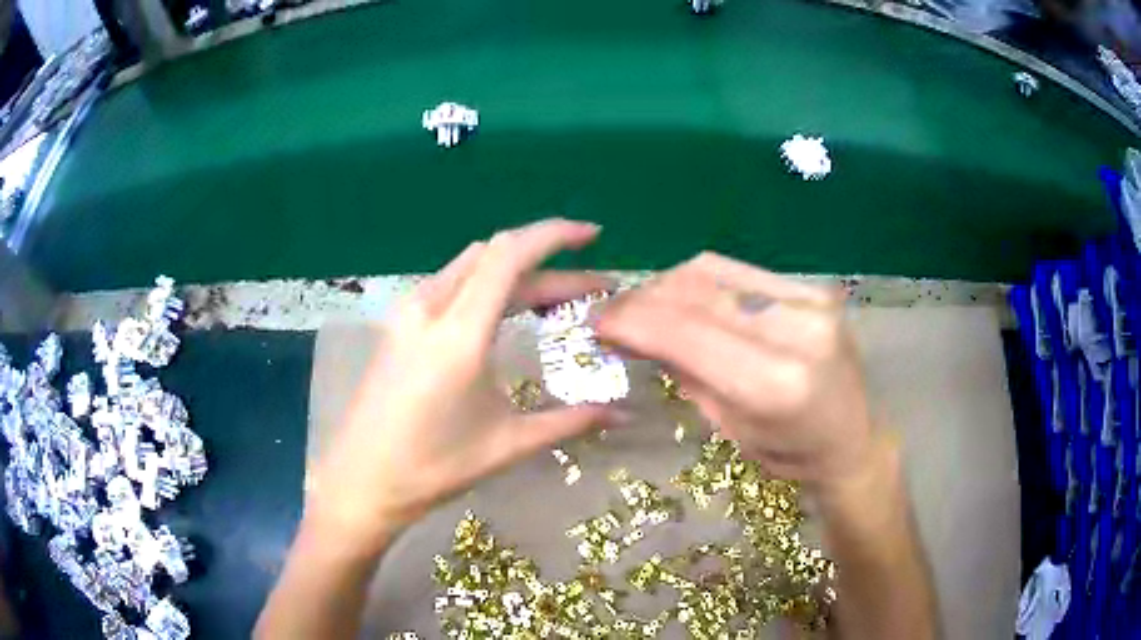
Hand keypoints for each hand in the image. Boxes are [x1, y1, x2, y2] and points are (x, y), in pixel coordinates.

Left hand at [306, 219, 618, 550]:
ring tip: (556, 300)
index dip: (555, 235)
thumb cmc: (433, 467)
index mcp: (458, 332)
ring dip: (516, 273)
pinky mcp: (398, 324)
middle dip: (548, 263)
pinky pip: (451, 284)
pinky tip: (506, 313)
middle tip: (589, 288)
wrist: (361, 481)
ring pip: (471, 267)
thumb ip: (570, 421)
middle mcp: (430, 307)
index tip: (593, 235)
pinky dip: (488, 285)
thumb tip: (625, 415)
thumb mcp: (508, 443)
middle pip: (495, 256)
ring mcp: (408, 312)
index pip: (510, 255)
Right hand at [596, 252, 873, 486]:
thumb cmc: (790, 454)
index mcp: (774, 383)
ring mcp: (809, 299)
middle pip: (696, 289)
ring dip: (667, 284)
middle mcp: (796, 329)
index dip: (634, 320)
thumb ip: (687, 373)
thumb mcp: (730, 428)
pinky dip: (700, 281)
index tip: (598, 322)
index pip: (687, 333)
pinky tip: (686, 300)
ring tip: (646, 306)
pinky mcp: (812, 287)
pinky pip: (738, 271)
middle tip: (615, 313)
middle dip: (644, 297)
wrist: (852, 438)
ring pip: (713, 269)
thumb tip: (639, 333)